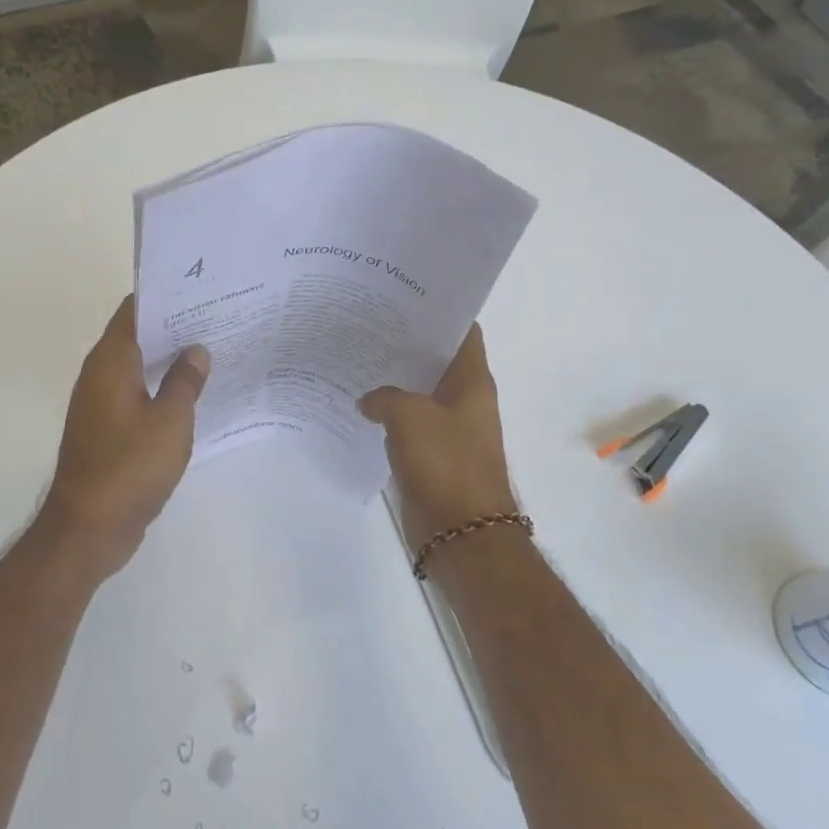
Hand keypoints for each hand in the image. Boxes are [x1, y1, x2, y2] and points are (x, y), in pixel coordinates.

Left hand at [43, 296, 209, 582]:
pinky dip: (160, 389)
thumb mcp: (171, 421)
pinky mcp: (106, 430)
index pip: (134, 310)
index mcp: (110, 362)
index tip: (200, 289)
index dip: (165, 295)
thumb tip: (196, 350)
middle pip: (137, 337)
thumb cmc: (130, 467)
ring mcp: (100, 404)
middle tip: (217, 318)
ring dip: (168, 360)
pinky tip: (192, 395)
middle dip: (173, 327)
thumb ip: (185, 381)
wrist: (89, 527)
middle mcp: (99, 375)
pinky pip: (136, 396)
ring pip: (137, 368)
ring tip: (212, 352)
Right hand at [359, 325, 517, 542]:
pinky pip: (407, 424)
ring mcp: (449, 429)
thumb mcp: (410, 416)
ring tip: (356, 357)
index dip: (438, 310)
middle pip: (435, 360)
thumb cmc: (445, 464)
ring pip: (418, 393)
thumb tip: (368, 400)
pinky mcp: (431, 454)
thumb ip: (384, 396)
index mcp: (472, 382)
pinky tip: (358, 404)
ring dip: (393, 380)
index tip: (403, 296)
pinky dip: (387, 414)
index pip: (462, 331)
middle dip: (405, 343)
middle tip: (366, 323)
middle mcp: (464, 400)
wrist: (461, 532)